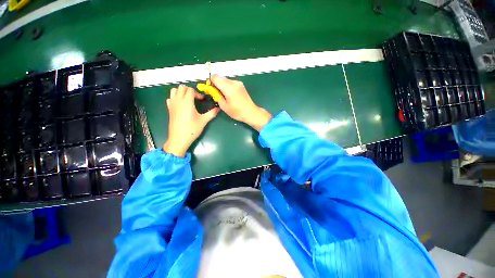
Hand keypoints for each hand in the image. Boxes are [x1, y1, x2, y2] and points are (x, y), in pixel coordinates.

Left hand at [163, 85, 218, 156]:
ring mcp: (172, 104)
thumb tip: (218, 109)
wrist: (179, 138)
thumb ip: (211, 113)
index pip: (190, 90)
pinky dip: (175, 97)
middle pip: (182, 87)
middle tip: (196, 98)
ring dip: (181, 92)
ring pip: (174, 90)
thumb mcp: (204, 121)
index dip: (197, 93)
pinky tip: (180, 105)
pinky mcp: (169, 109)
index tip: (202, 100)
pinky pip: (170, 98)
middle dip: (189, 90)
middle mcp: (178, 100)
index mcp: (187, 101)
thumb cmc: (192, 129)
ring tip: (188, 99)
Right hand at [211, 74, 271, 130]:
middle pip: (220, 78)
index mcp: (229, 88)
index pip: (215, 77)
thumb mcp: (224, 106)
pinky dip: (227, 87)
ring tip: (224, 96)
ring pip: (225, 80)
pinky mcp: (241, 85)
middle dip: (216, 84)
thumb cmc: (237, 112)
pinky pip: (231, 83)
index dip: (210, 81)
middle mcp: (234, 83)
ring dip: (222, 85)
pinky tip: (229, 95)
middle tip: (216, 93)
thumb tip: (212, 90)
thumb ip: (217, 96)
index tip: (210, 88)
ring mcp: (238, 83)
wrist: (251, 112)